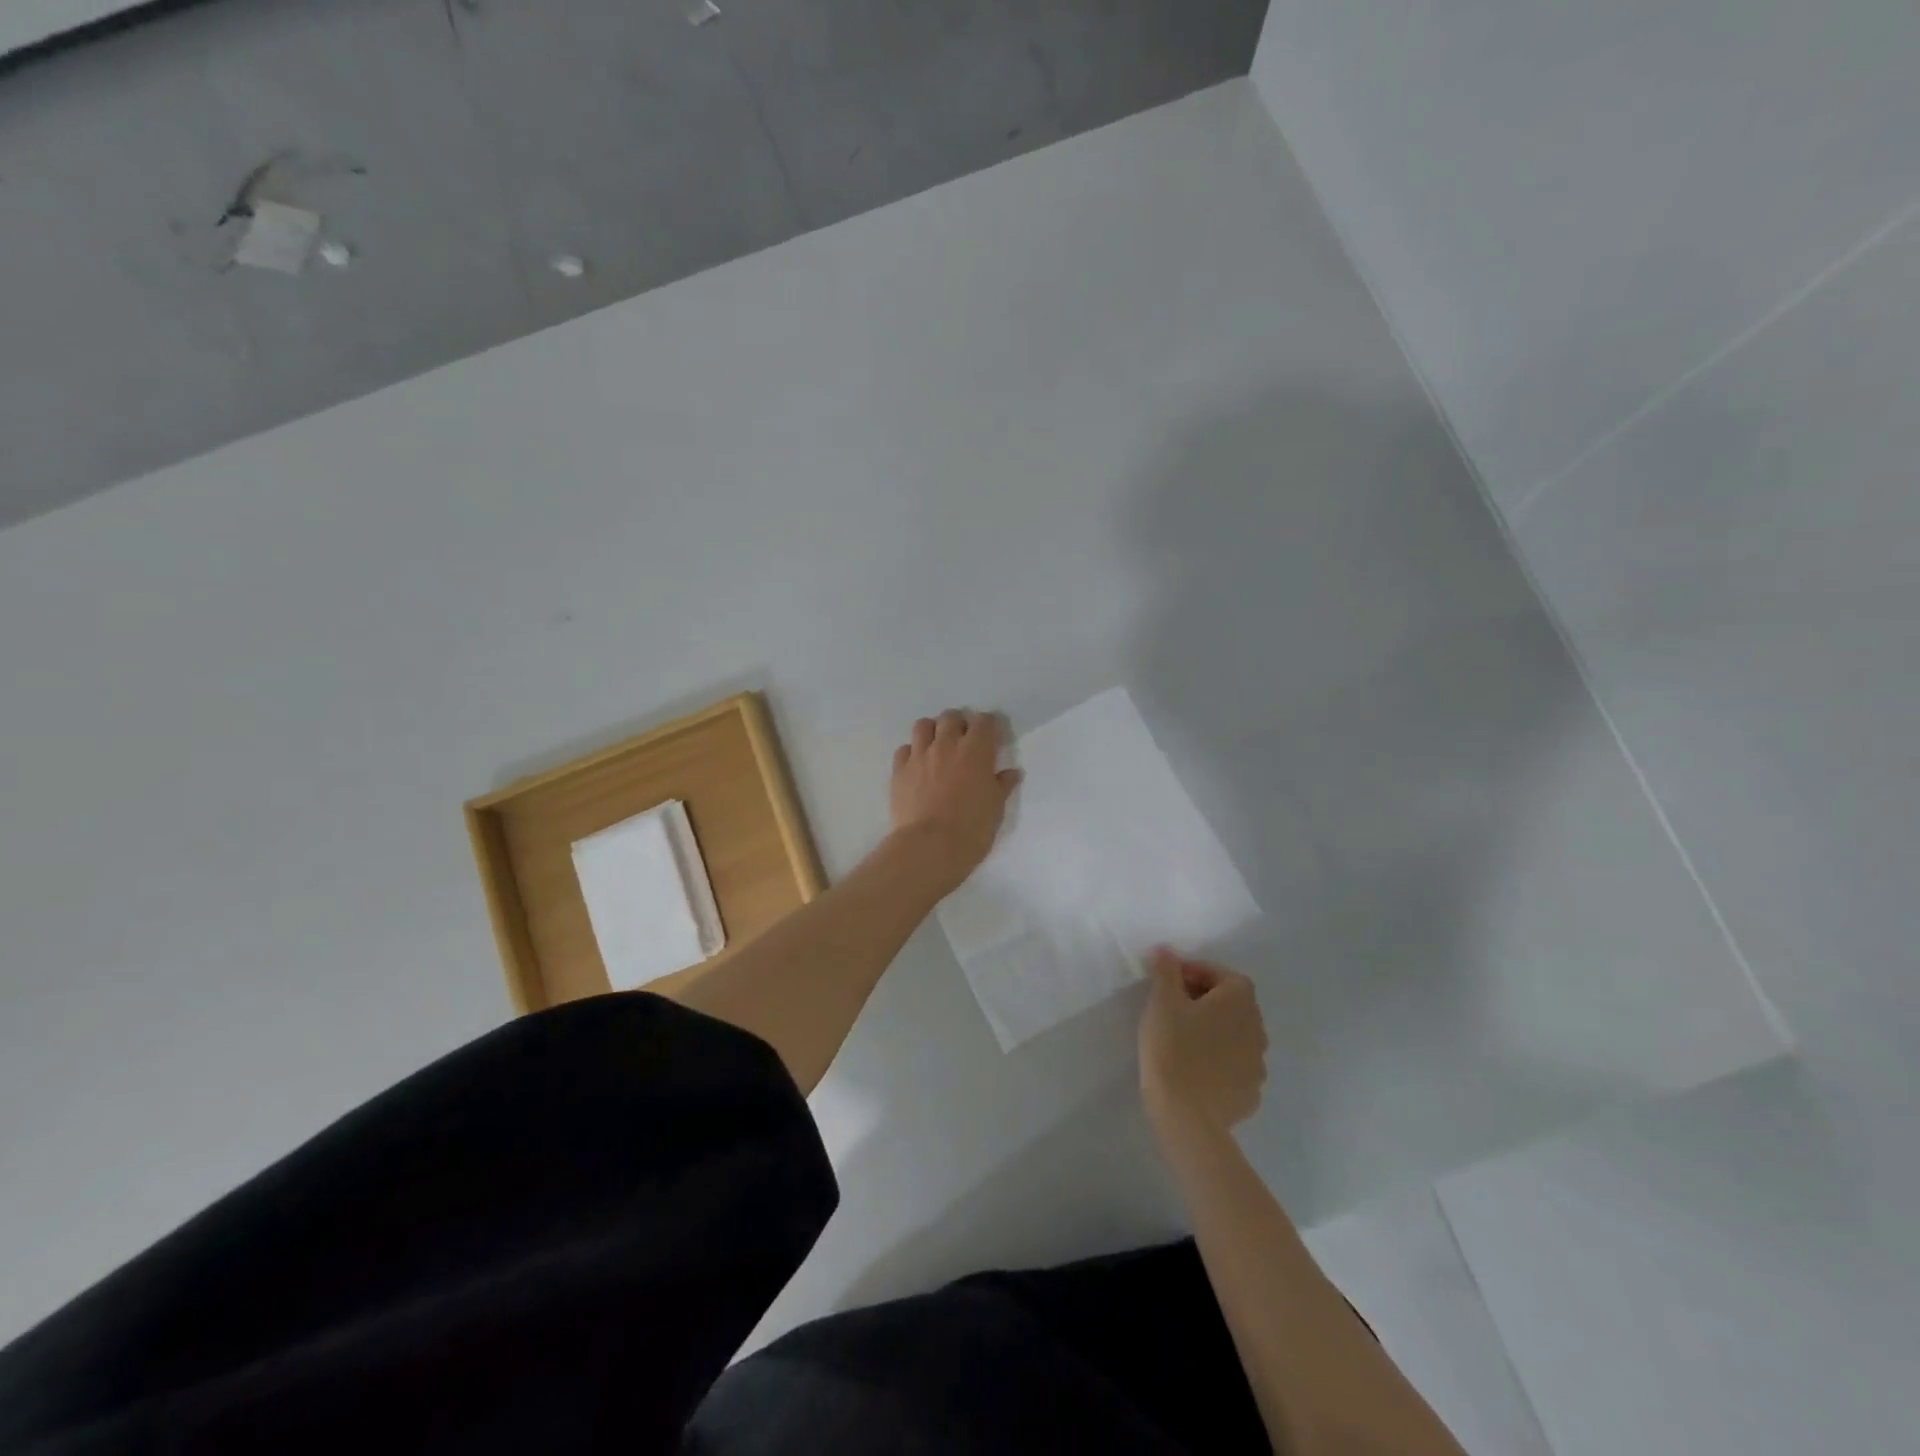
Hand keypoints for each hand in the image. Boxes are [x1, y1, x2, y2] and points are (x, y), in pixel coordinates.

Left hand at [889, 709, 1021, 893]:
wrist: (929, 847)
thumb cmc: (971, 830)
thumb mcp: (995, 809)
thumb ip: (1002, 786)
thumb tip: (1011, 773)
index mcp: (976, 751)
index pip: (984, 721)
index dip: (988, 727)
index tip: (991, 738)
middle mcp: (946, 745)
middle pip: (951, 717)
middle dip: (959, 724)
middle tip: (964, 742)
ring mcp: (919, 755)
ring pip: (923, 725)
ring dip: (933, 731)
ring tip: (937, 747)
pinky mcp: (899, 770)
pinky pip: (904, 749)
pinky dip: (912, 752)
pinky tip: (917, 766)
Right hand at [1139, 947, 1267, 1145]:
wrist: (1187, 1118)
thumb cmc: (1173, 1049)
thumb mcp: (1162, 1002)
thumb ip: (1166, 971)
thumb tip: (1166, 951)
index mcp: (1240, 1000)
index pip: (1221, 974)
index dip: (1193, 973)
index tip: (1168, 984)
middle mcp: (1257, 1027)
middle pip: (1231, 1002)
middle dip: (1203, 999)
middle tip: (1171, 1008)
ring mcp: (1257, 1063)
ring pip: (1233, 1034)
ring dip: (1212, 1030)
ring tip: (1181, 1039)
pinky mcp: (1250, 1092)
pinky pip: (1233, 1064)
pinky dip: (1217, 1059)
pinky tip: (1193, 1069)